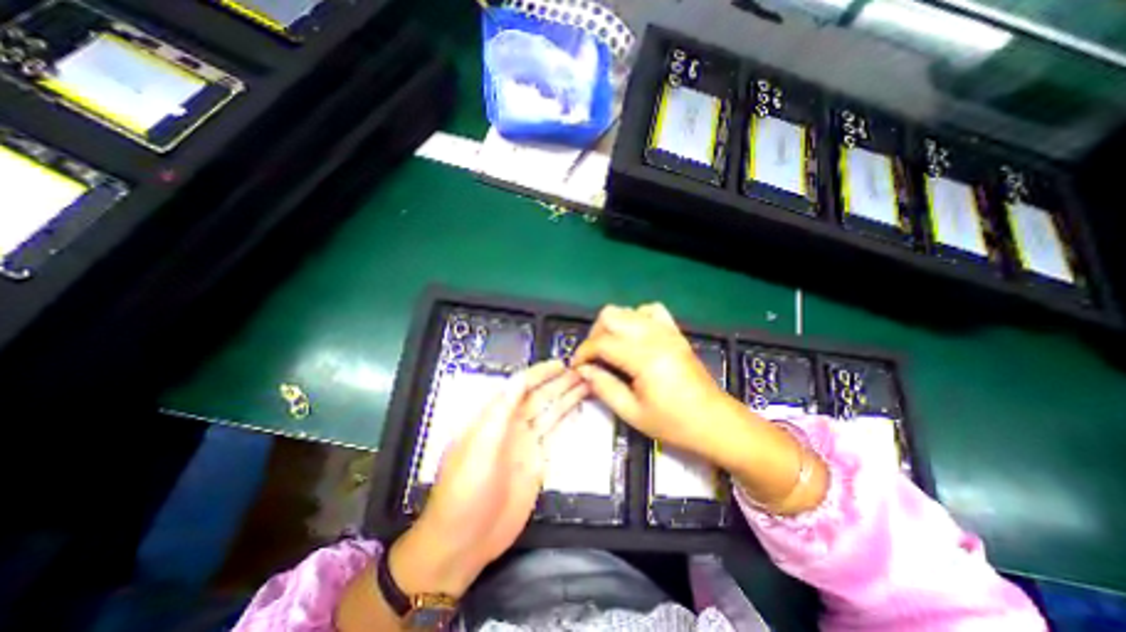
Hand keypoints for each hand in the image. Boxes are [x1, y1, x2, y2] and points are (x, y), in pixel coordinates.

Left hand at [390, 360, 585, 596]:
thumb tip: (518, 380)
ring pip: (549, 412)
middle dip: (559, 382)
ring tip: (585, 383)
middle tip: (581, 371)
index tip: (561, 364)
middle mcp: (512, 425)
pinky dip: (566, 419)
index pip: (520, 387)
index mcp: (494, 418)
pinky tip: (576, 409)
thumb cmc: (465, 491)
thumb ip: (499, 413)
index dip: (540, 374)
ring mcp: (526, 443)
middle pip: (539, 397)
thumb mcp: (479, 448)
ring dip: (566, 397)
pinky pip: (554, 434)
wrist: (464, 541)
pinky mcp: (537, 461)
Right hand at [572, 303, 730, 455]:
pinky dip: (636, 318)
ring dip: (613, 326)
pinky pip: (650, 310)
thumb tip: (583, 370)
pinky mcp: (675, 332)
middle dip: (595, 335)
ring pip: (628, 310)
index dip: (583, 353)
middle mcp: (654, 336)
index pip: (602, 342)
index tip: (577, 367)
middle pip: (611, 316)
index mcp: (644, 358)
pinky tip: (634, 337)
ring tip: (611, 348)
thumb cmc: (674, 423)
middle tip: (594, 358)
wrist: (715, 421)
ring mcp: (667, 330)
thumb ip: (604, 388)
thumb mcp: (633, 413)